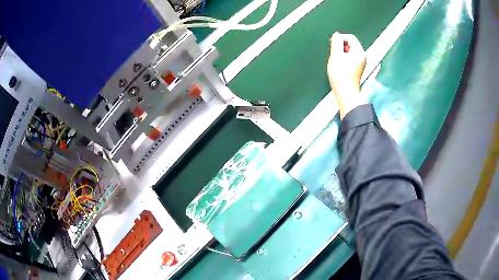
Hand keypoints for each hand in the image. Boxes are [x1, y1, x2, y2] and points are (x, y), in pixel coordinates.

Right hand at [327, 32, 366, 118]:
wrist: (345, 94)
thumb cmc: (341, 77)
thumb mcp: (335, 56)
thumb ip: (336, 42)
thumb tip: (336, 35)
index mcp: (359, 52)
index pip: (349, 37)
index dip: (340, 39)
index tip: (333, 47)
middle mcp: (362, 57)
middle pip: (349, 44)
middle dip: (340, 47)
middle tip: (335, 56)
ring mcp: (360, 63)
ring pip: (348, 51)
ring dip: (341, 54)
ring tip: (337, 63)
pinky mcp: (356, 69)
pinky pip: (349, 58)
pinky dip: (343, 60)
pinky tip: (340, 68)